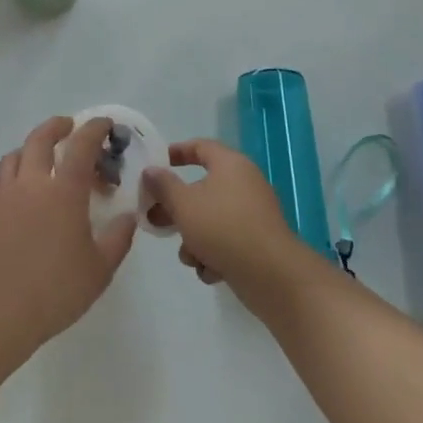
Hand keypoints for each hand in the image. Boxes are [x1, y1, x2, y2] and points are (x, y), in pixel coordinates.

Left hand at [0, 116, 135, 358]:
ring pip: (15, 155)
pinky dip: (16, 175)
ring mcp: (4, 195)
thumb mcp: (100, 269)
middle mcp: (31, 183)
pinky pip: (2, 181)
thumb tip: (127, 216)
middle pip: (40, 138)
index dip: (94, 129)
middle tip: (70, 127)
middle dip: (57, 126)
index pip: (81, 145)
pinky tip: (24, 196)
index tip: (105, 124)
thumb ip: (118, 238)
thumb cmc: (55, 291)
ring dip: (31, 148)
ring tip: (43, 160)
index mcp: (63, 190)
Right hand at [142, 139, 305, 291]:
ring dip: (194, 238)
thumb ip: (163, 185)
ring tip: (189, 257)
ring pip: (211, 219)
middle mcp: (244, 184)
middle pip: (201, 188)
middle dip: (176, 208)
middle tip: (154, 220)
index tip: (155, 164)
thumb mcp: (183, 204)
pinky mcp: (256, 243)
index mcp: (230, 165)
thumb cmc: (222, 227)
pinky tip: (211, 271)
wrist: (271, 275)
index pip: (200, 147)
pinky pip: (226, 241)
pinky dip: (214, 254)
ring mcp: (252, 215)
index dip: (176, 152)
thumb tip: (150, 171)